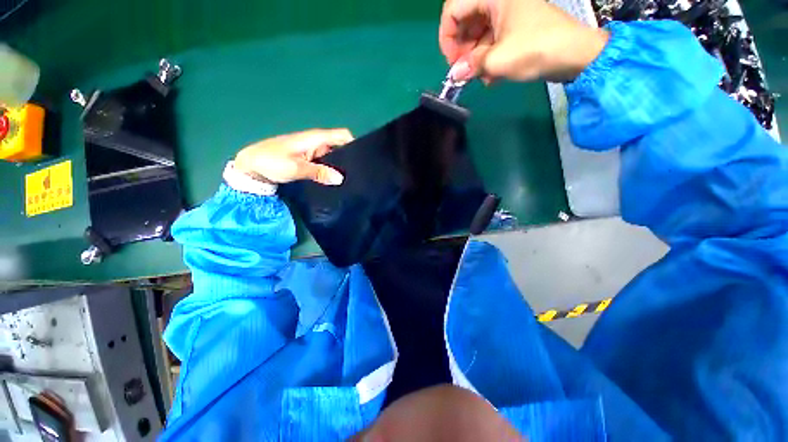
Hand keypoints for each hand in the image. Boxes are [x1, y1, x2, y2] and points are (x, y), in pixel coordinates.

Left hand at [234, 128, 353, 185]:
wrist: (251, 166)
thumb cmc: (271, 162)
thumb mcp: (295, 168)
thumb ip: (318, 172)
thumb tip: (341, 178)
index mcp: (315, 138)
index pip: (342, 135)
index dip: (355, 143)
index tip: (363, 159)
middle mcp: (317, 143)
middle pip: (341, 147)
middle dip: (350, 158)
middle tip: (359, 175)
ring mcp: (313, 152)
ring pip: (334, 156)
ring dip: (341, 166)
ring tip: (352, 181)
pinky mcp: (309, 160)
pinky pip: (326, 163)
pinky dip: (332, 171)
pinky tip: (336, 182)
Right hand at [438, 0, 608, 82]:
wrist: (574, 55)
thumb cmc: (537, 49)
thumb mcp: (499, 60)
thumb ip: (471, 66)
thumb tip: (454, 75)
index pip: (454, 9)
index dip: (447, 36)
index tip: (451, 61)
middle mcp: (498, 0)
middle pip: (465, 21)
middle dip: (461, 50)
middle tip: (464, 71)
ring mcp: (506, 13)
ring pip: (476, 34)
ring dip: (474, 58)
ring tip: (480, 77)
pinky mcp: (513, 27)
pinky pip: (490, 40)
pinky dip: (486, 59)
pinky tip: (491, 76)